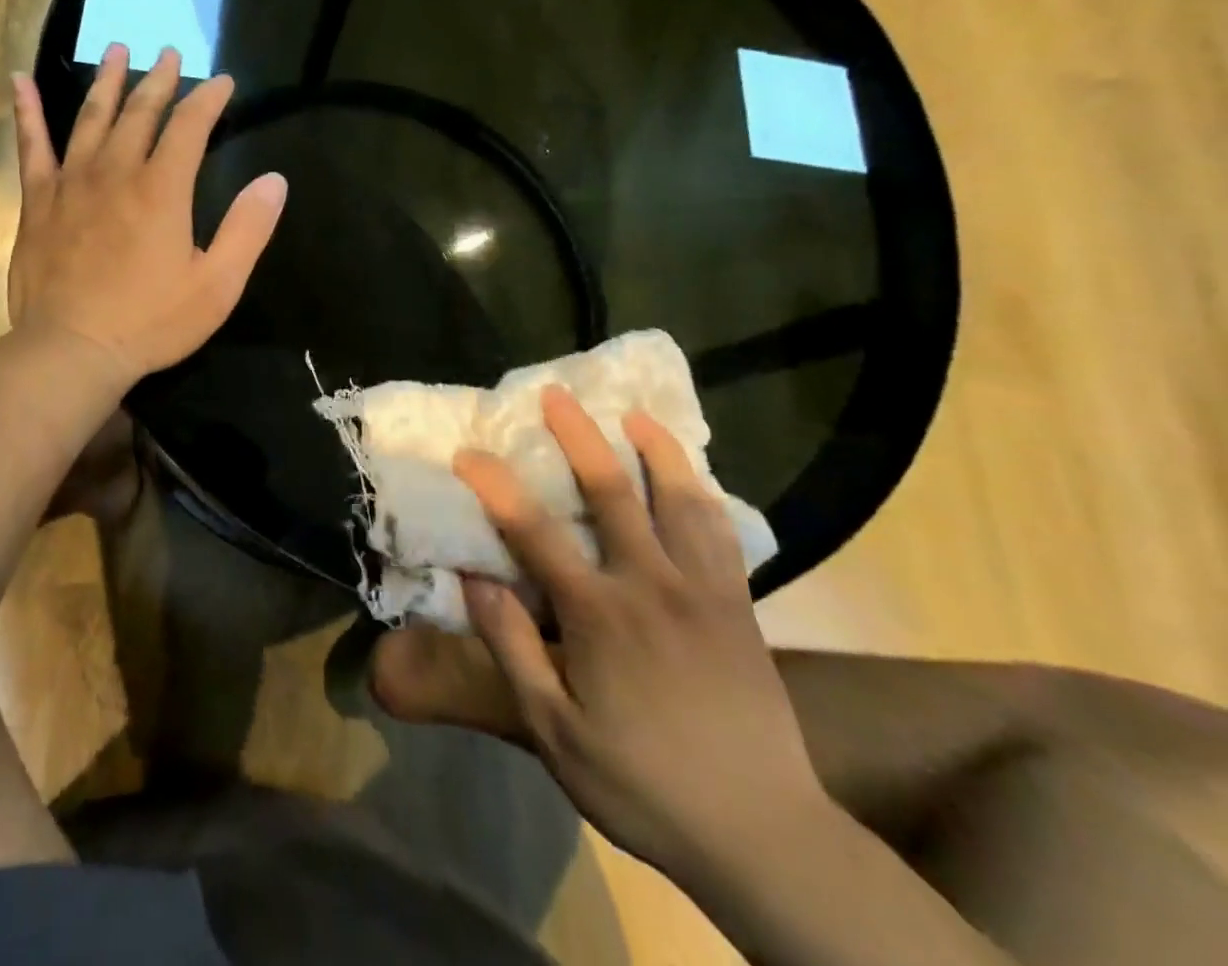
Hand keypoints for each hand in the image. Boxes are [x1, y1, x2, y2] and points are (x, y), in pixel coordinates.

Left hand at [7, 45, 286, 388]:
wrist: (72, 350)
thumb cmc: (151, 322)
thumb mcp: (218, 284)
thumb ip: (248, 229)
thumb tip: (275, 180)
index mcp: (163, 189)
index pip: (190, 126)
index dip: (209, 99)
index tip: (223, 83)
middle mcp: (116, 172)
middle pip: (140, 112)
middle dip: (160, 80)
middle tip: (169, 53)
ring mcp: (72, 183)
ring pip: (91, 117)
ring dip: (107, 81)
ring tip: (117, 50)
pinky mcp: (38, 201)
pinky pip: (32, 146)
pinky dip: (27, 112)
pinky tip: (21, 81)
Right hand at [370, 388, 830, 876]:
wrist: (763, 835)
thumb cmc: (643, 784)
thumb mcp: (555, 732)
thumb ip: (512, 649)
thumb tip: (475, 578)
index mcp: (599, 614)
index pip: (534, 532)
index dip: (495, 485)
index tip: (467, 452)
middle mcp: (651, 584)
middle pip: (610, 491)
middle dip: (578, 436)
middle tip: (556, 394)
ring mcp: (702, 590)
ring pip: (678, 499)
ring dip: (655, 449)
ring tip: (635, 414)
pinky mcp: (738, 605)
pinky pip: (721, 532)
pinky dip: (701, 492)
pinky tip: (690, 476)